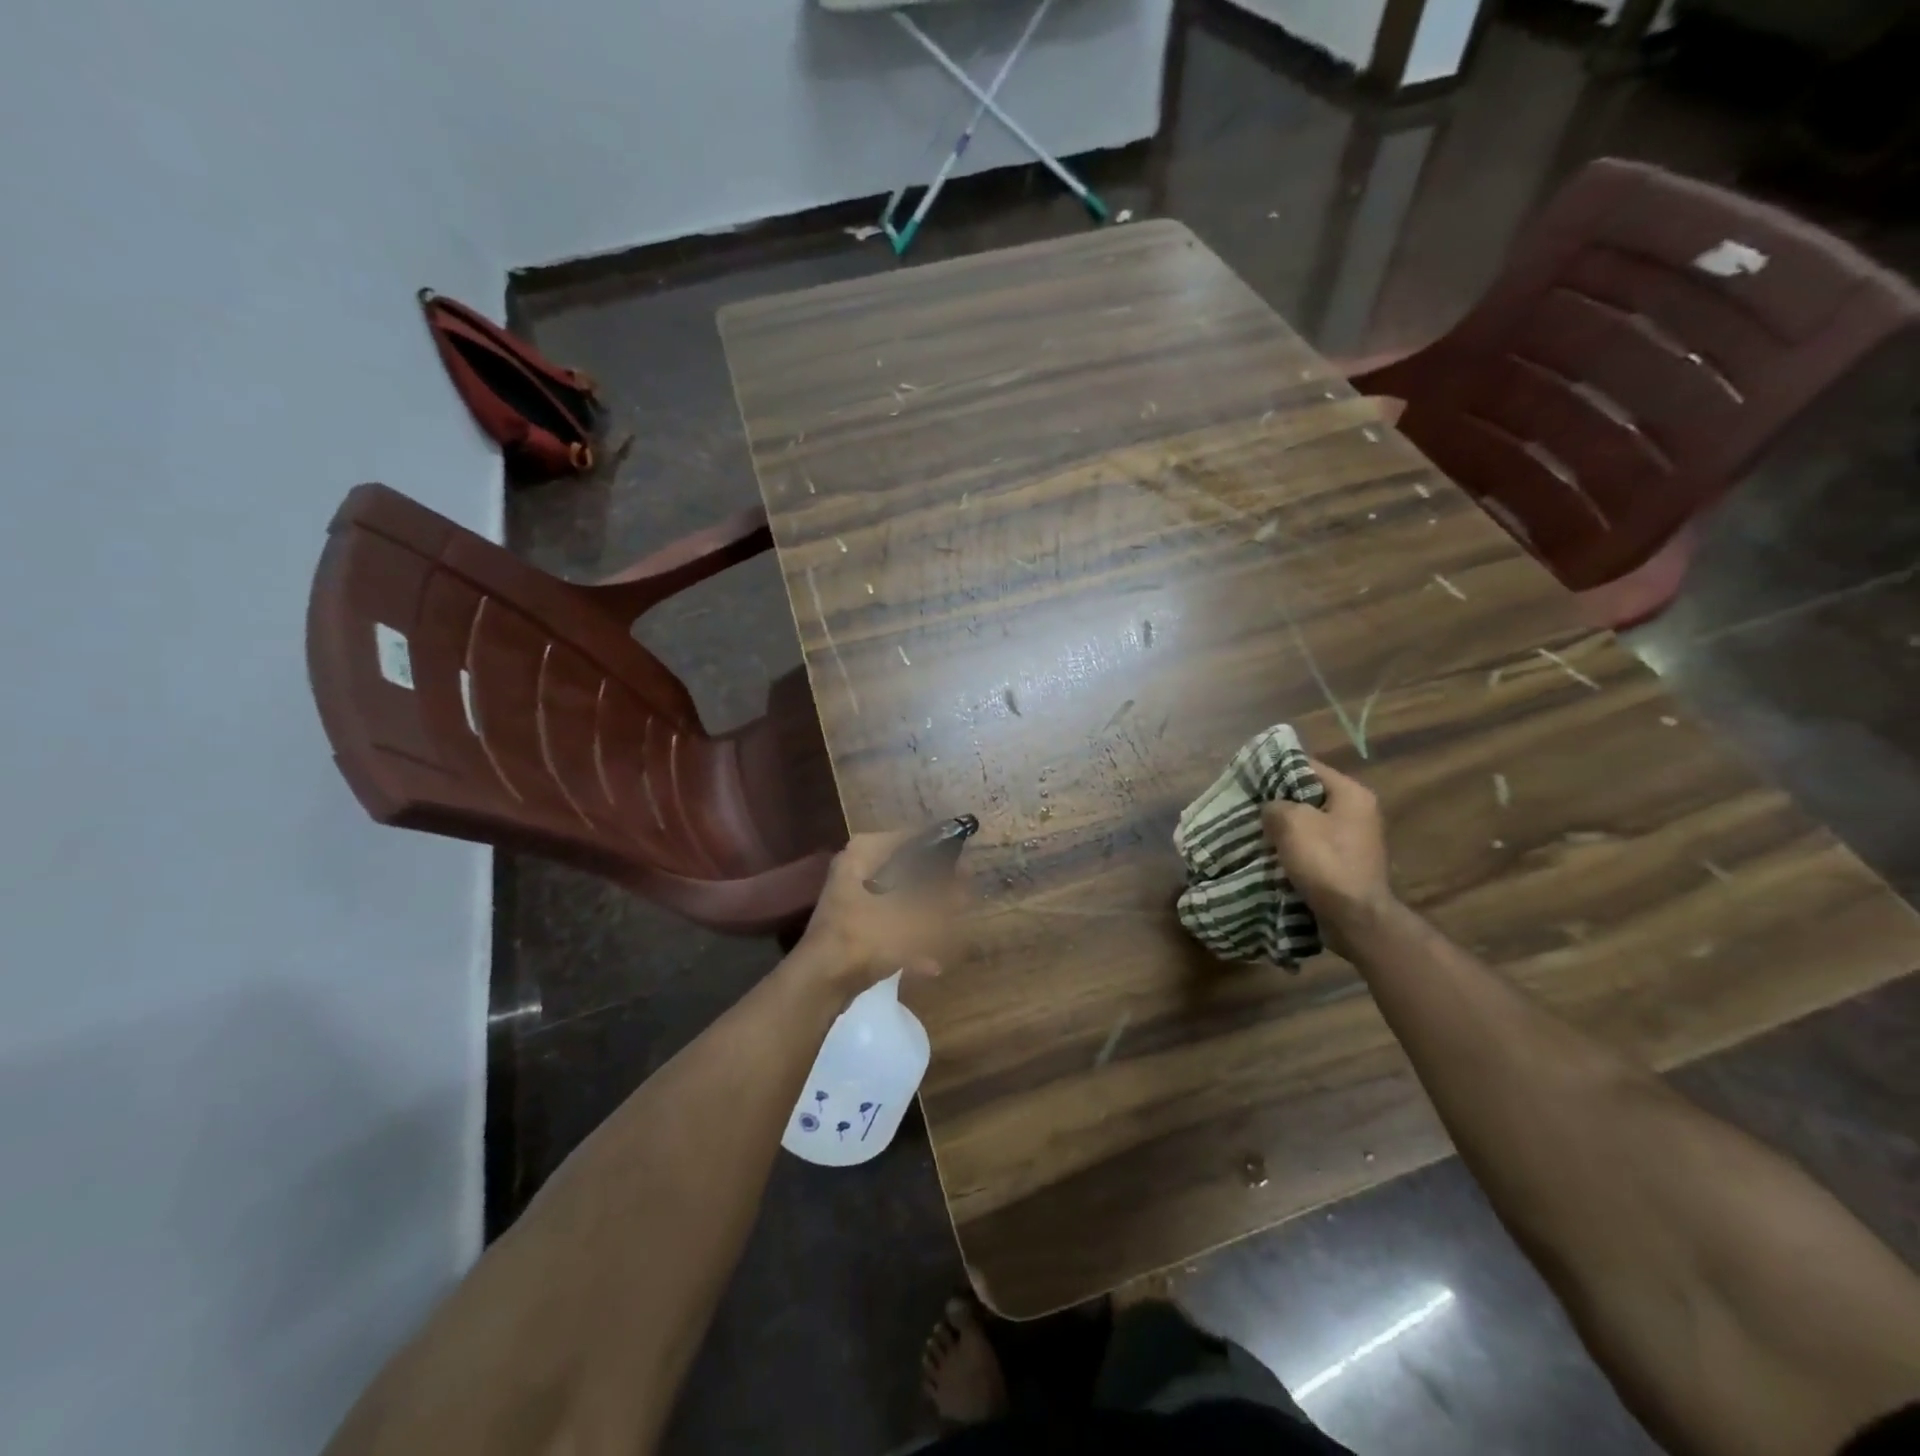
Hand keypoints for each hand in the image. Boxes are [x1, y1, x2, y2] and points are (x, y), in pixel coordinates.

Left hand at [793, 832, 962, 996]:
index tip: (966, 868)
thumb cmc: (868, 936)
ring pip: (898, 899)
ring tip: (949, 931)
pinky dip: (907, 940)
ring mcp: (850, 897)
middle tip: (961, 900)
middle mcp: (855, 866)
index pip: (913, 837)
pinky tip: (930, 964)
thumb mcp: (916, 917)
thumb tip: (966, 888)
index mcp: (866, 851)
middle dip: (935, 890)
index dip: (943, 851)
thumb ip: (945, 900)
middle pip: (906, 870)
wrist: (821, 982)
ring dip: (924, 918)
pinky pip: (886, 924)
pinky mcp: (850, 925)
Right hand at [1262, 758, 1395, 931]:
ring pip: (1310, 823)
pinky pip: (1314, 847)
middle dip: (1279, 801)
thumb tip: (1271, 808)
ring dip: (1285, 828)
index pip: (1308, 766)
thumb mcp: (1291, 823)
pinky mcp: (1346, 864)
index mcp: (1352, 793)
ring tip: (1255, 830)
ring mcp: (1354, 840)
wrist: (1355, 917)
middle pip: (1309, 795)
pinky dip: (1294, 849)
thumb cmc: (1326, 861)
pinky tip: (1272, 854)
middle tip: (1249, 805)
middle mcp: (1358, 812)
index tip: (1250, 777)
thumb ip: (1275, 806)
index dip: (1277, 769)